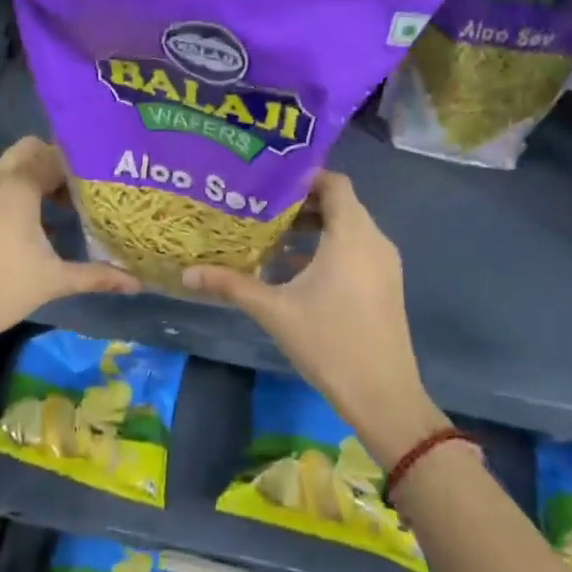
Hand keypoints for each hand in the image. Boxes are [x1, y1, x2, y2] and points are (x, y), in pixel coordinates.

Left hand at [0, 137, 140, 353]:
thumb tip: (137, 283)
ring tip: (63, 207)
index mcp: (18, 188)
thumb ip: (98, 276)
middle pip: (29, 150)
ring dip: (36, 177)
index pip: (54, 155)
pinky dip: (18, 192)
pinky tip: (34, 227)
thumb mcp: (54, 281)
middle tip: (81, 189)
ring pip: (11, 167)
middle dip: (56, 163)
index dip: (81, 164)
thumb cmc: (0, 290)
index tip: (103, 179)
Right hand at [183, 171, 445, 470]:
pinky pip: (355, 251)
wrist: (383, 395)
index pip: (334, 183)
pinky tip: (293, 270)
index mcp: (352, 235)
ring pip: (347, 229)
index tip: (268, 181)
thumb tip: (187, 274)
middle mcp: (374, 241)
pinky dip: (327, 249)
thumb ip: (232, 286)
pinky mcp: (385, 285)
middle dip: (300, 203)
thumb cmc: (329, 342)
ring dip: (313, 229)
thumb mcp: (274, 311)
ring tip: (271, 236)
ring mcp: (384, 265)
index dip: (303, 176)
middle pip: (339, 205)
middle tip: (259, 207)